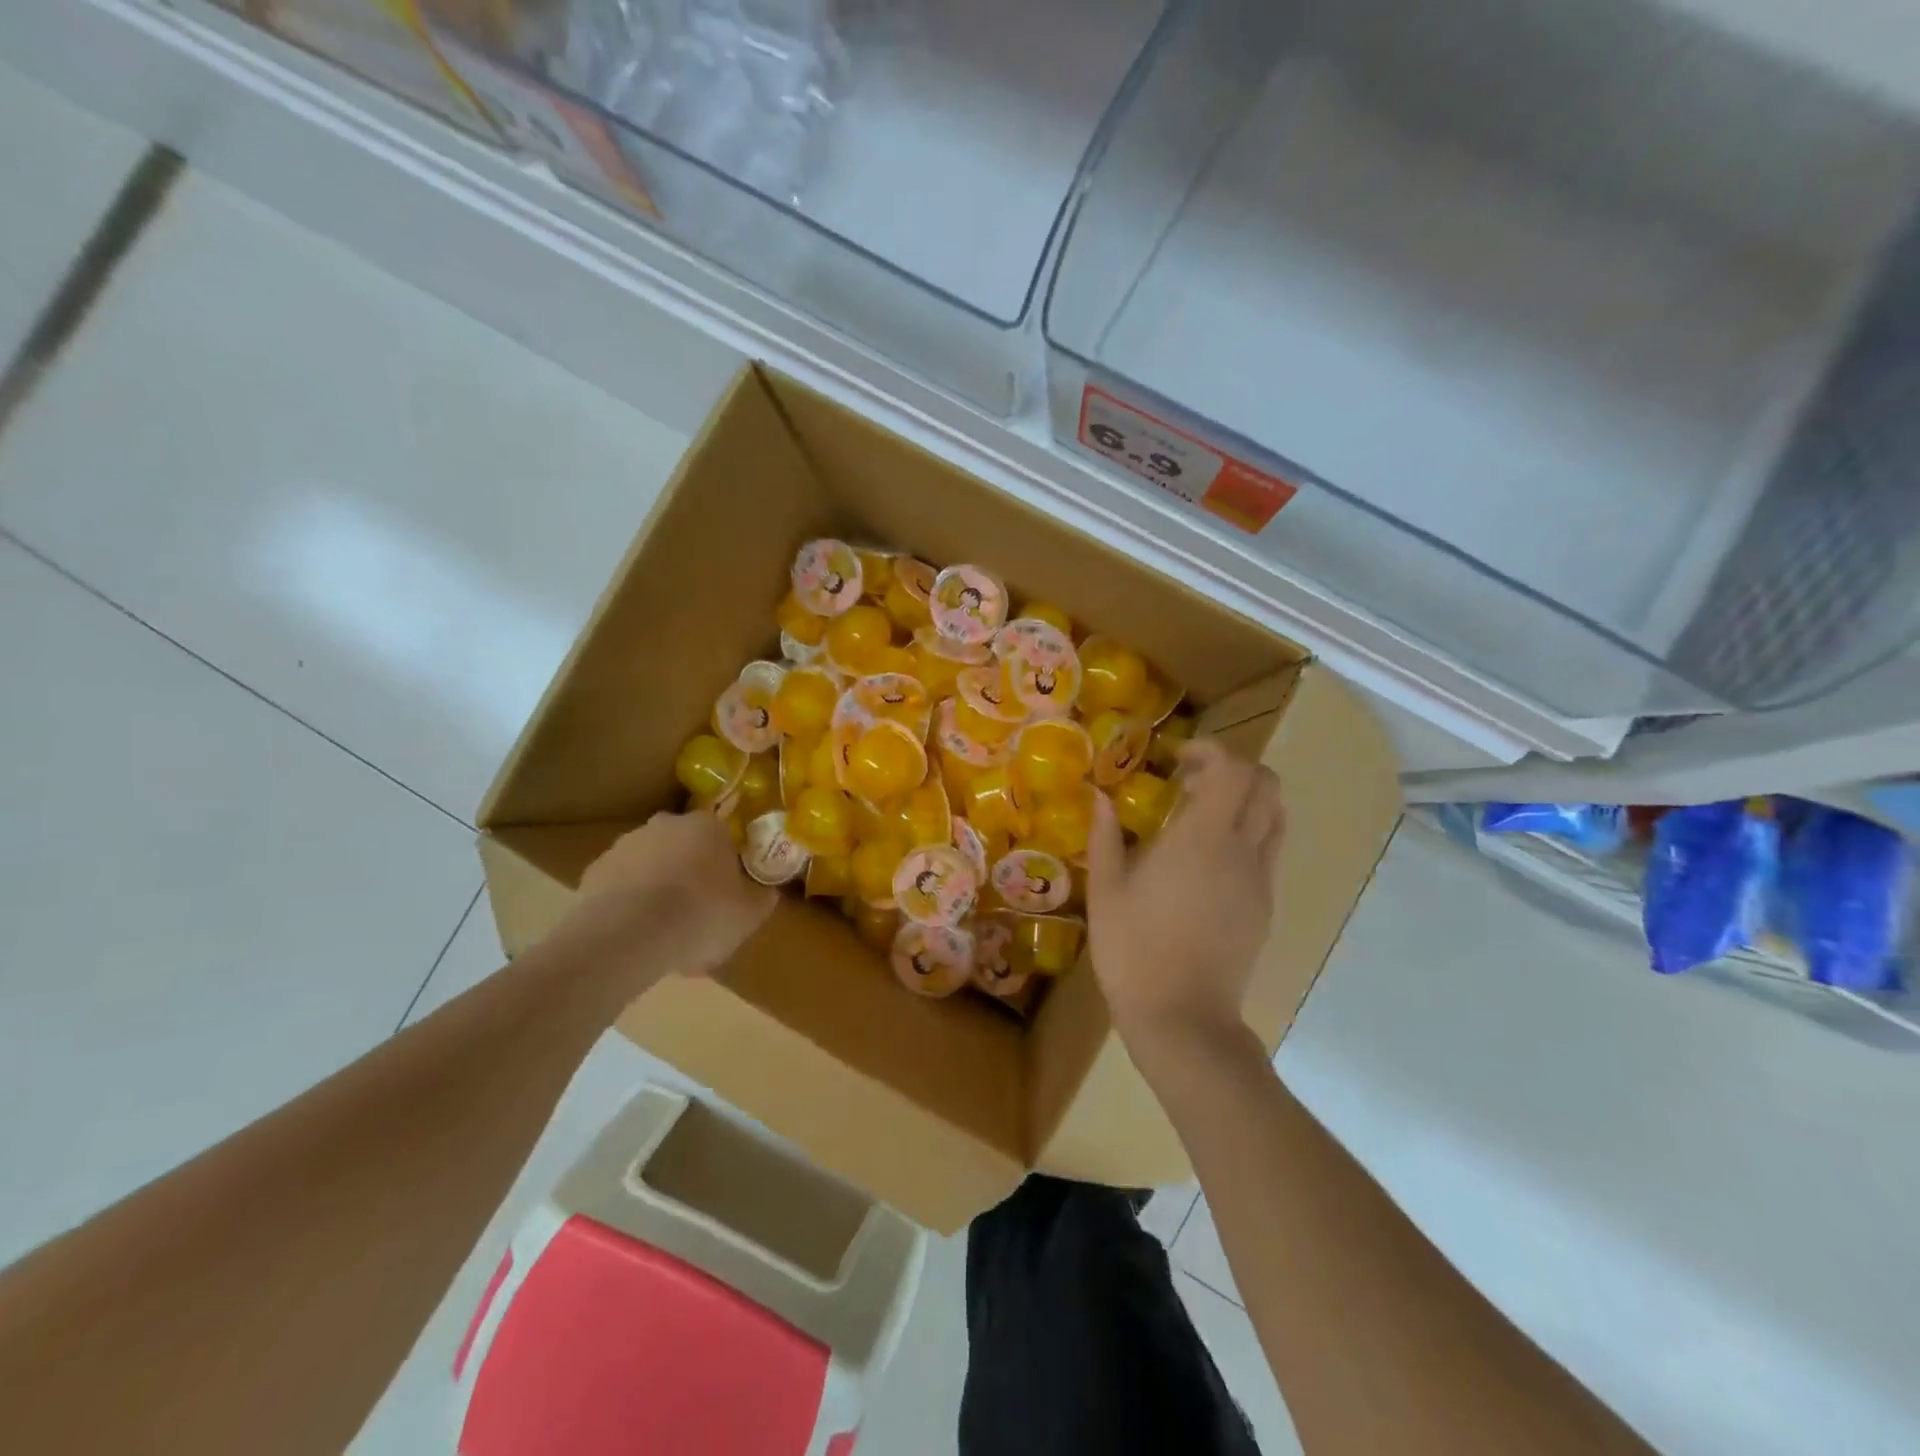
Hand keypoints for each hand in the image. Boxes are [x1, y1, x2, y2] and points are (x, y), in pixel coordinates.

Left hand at [559, 811, 776, 995]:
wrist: (626, 937)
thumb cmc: (700, 916)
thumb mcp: (750, 915)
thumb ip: (762, 898)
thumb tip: (767, 891)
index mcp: (708, 826)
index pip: (724, 835)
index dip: (728, 864)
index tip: (731, 891)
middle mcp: (666, 824)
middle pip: (685, 845)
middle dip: (691, 870)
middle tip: (699, 909)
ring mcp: (625, 845)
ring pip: (652, 863)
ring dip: (659, 886)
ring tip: (665, 929)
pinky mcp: (594, 871)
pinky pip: (622, 885)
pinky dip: (630, 903)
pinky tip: (637, 934)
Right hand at [1086, 739, 1284, 1051]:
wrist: (1183, 1019)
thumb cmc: (1133, 951)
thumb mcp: (1106, 891)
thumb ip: (1105, 836)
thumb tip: (1100, 795)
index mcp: (1201, 840)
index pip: (1232, 770)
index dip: (1210, 750)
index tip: (1178, 758)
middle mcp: (1241, 851)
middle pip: (1266, 784)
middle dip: (1233, 768)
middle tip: (1190, 782)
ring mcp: (1260, 879)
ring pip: (1276, 816)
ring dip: (1247, 798)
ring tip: (1204, 814)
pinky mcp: (1266, 905)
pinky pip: (1269, 850)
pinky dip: (1249, 831)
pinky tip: (1210, 858)